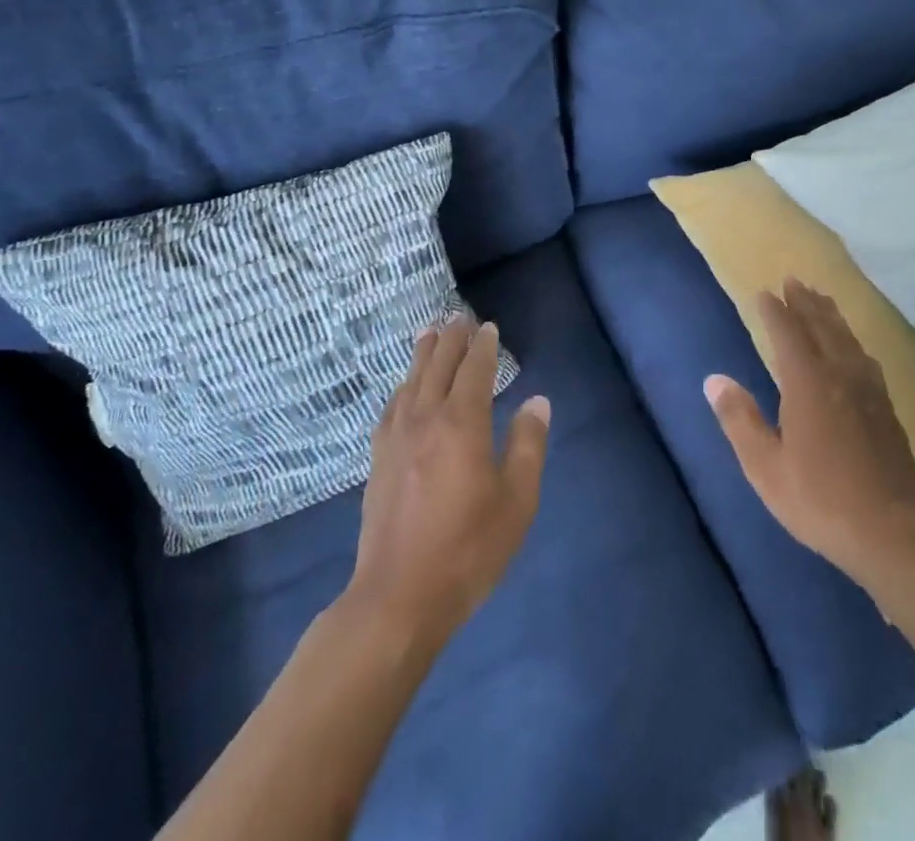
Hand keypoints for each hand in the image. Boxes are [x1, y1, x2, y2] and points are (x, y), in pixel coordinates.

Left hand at [347, 317, 550, 644]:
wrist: (397, 598)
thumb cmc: (468, 549)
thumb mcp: (516, 500)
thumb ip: (528, 445)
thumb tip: (536, 401)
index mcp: (462, 423)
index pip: (474, 370)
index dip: (483, 346)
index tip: (488, 327)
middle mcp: (426, 418)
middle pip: (438, 366)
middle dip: (452, 339)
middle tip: (459, 316)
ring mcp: (396, 438)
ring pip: (411, 381)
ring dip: (423, 354)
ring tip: (430, 333)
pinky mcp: (378, 460)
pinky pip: (391, 407)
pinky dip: (402, 387)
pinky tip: (403, 389)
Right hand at [705, 279, 914, 596]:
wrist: (896, 533)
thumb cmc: (822, 501)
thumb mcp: (766, 468)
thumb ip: (740, 420)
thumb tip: (714, 380)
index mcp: (809, 384)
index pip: (788, 334)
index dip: (775, 311)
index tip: (764, 293)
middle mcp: (841, 375)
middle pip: (822, 326)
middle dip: (805, 302)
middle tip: (793, 280)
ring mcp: (868, 389)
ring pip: (846, 337)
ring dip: (830, 314)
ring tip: (820, 297)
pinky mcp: (885, 406)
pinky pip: (863, 355)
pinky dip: (850, 338)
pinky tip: (852, 346)